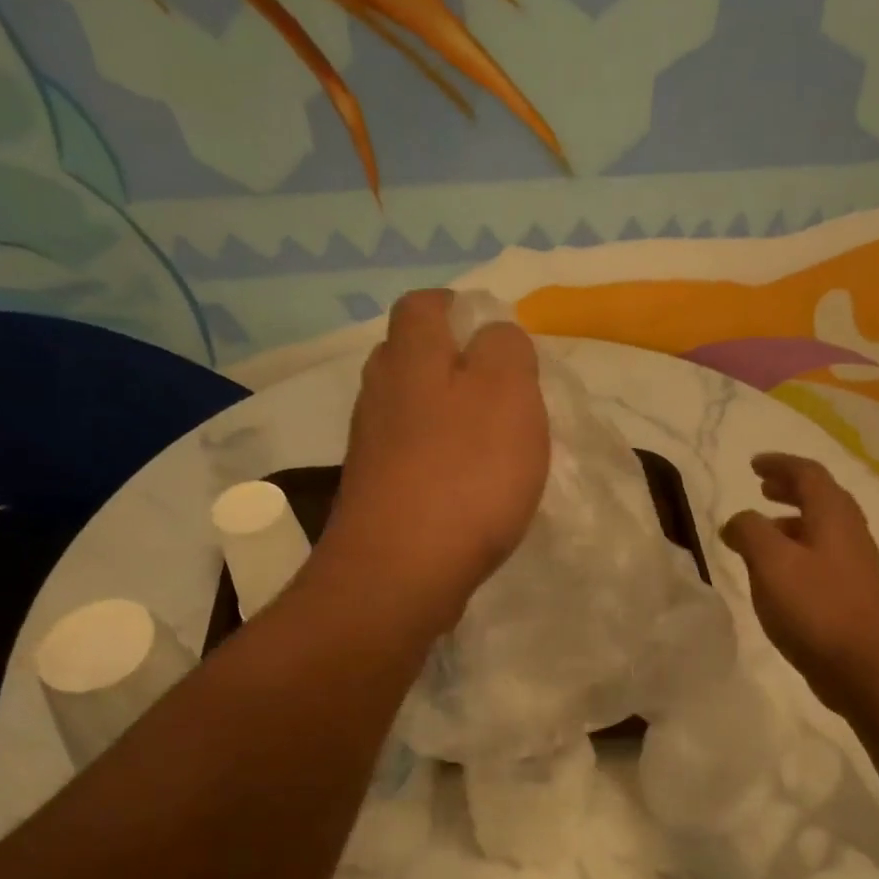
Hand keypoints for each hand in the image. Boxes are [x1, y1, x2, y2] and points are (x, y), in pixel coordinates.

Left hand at [323, 289, 549, 629]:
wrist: (400, 573)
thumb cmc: (464, 475)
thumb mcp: (507, 392)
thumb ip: (505, 349)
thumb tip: (493, 335)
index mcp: (411, 357)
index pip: (424, 305)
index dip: (460, 310)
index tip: (497, 340)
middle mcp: (380, 393)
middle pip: (411, 358)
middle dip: (453, 365)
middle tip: (501, 394)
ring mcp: (371, 446)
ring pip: (410, 410)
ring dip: (446, 417)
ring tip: (491, 446)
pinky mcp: (374, 493)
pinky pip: (409, 458)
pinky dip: (437, 461)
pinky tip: (466, 489)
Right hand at [722, 453, 878, 703]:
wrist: (866, 667)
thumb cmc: (816, 608)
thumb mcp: (771, 563)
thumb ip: (750, 532)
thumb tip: (737, 521)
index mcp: (833, 516)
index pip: (808, 473)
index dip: (779, 464)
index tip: (753, 464)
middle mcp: (849, 532)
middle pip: (820, 497)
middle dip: (789, 488)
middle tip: (762, 488)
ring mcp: (855, 564)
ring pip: (821, 528)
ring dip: (791, 521)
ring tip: (762, 530)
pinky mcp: (851, 593)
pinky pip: (821, 556)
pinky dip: (796, 549)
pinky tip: (778, 573)